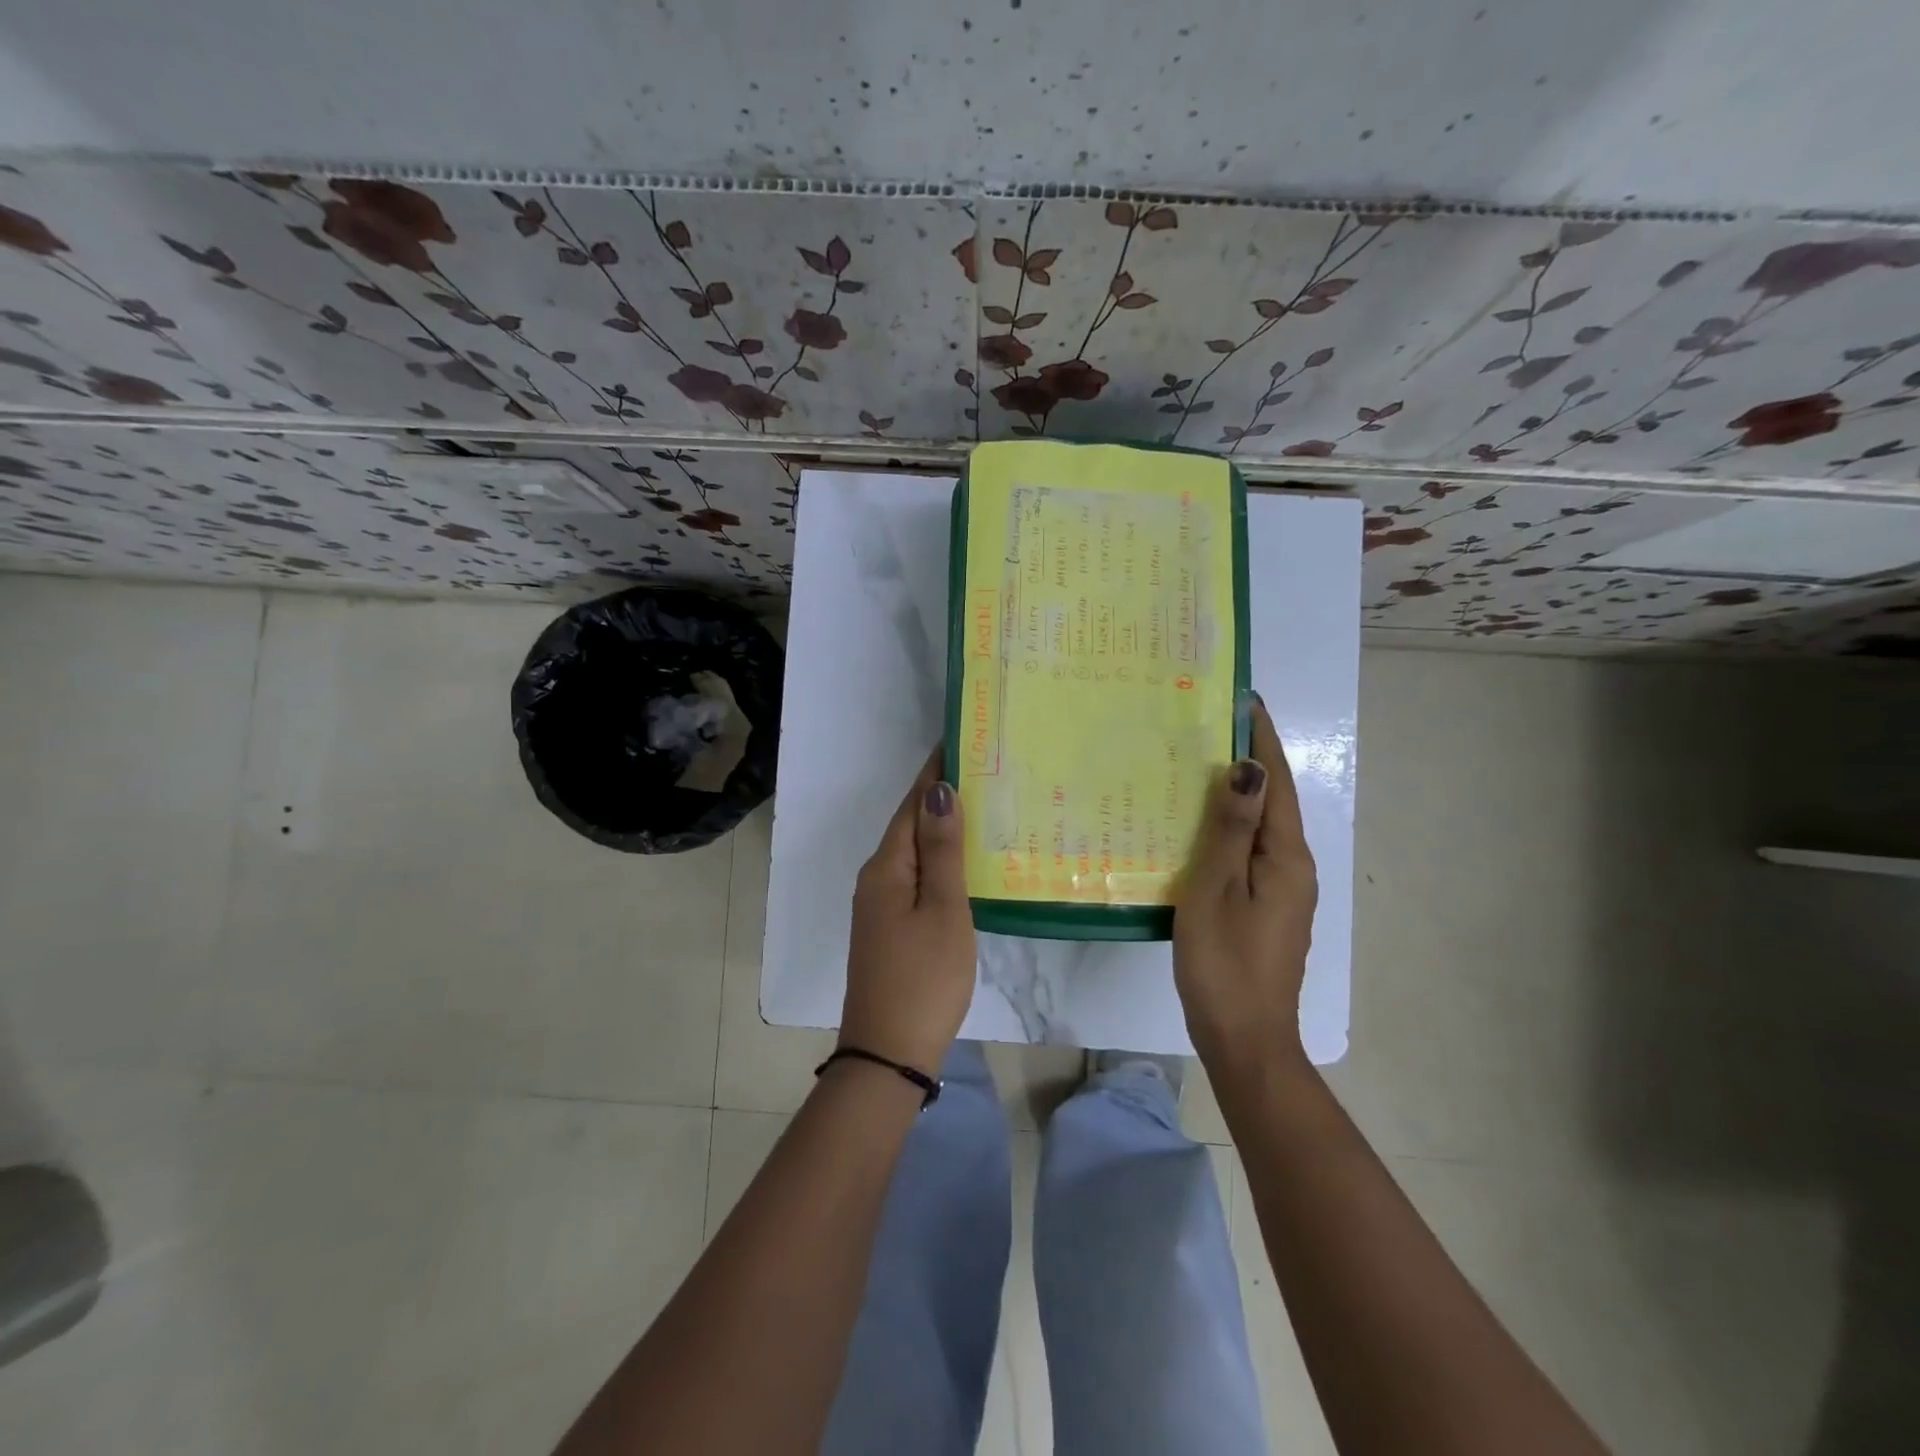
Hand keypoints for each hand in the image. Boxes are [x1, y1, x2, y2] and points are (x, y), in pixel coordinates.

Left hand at [840, 748, 976, 1074]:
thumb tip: (938, 790)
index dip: (935, 772)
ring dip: (943, 828)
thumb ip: (941, 851)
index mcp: (887, 867)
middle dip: (942, 795)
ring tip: (985, 807)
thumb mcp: (942, 910)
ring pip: (914, 852)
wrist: (889, 1053)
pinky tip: (965, 862)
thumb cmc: (924, 978)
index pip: (913, 803)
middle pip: (910, 824)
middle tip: (986, 770)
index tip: (962, 741)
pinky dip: (940, 860)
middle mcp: (877, 878)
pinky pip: (916, 877)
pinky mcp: (890, 927)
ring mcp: (880, 905)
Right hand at [1173, 698, 1318, 1071]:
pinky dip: (1229, 827)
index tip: (1245, 698)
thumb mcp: (1217, 890)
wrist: (1245, 1041)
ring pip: (1260, 827)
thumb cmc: (1224, 963)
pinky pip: (1249, 851)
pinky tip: (1199, 827)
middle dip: (1249, 760)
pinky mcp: (1266, 909)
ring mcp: (1282, 891)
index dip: (1262, 739)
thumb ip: (1231, 829)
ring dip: (1237, 793)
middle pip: (1273, 801)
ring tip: (1199, 765)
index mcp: (1286, 858)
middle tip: (1211, 725)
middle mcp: (1293, 868)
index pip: (1277, 783)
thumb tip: (1248, 768)